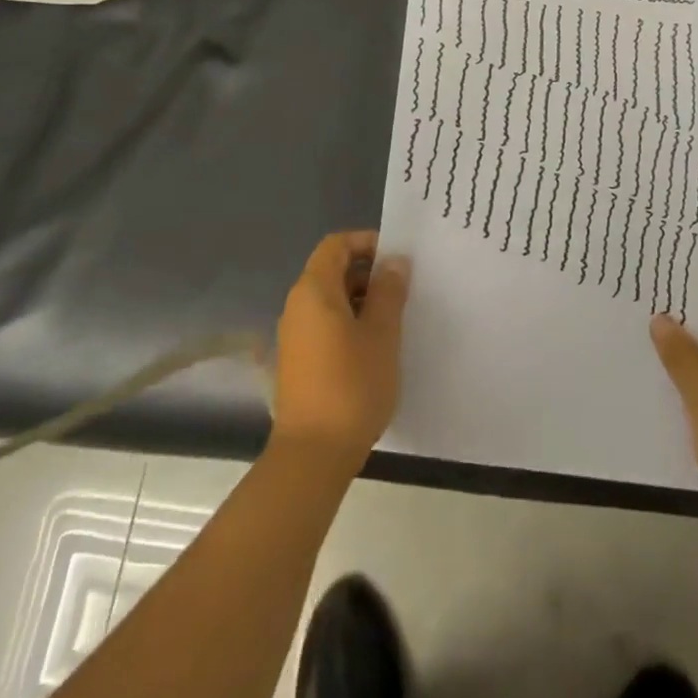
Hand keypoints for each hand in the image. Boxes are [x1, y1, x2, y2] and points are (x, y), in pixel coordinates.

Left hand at [271, 231, 410, 466]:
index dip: (366, 242)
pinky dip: (349, 324)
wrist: (313, 455)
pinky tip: (374, 348)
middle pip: (332, 270)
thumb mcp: (382, 333)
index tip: (396, 259)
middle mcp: (297, 306)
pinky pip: (324, 325)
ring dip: (361, 301)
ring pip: (330, 300)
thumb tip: (393, 261)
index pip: (336, 245)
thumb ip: (389, 291)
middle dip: (368, 274)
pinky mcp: (297, 362)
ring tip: (393, 321)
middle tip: (402, 291)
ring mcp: (294, 336)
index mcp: (314, 291)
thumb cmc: (352, 385)